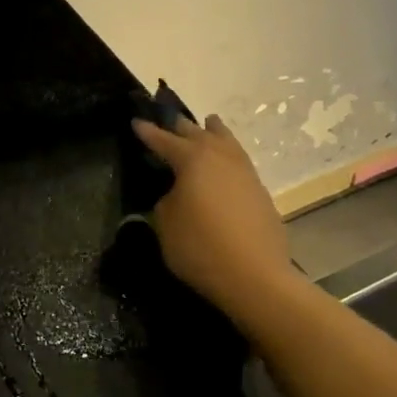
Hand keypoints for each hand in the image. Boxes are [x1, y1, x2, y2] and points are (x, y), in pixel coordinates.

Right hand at [133, 114, 294, 320]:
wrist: (255, 276)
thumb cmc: (201, 247)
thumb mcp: (165, 225)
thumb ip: (165, 202)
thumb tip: (175, 196)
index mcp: (193, 160)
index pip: (164, 140)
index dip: (148, 132)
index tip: (136, 121)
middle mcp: (220, 158)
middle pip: (198, 133)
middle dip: (180, 126)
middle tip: (168, 120)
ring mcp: (245, 173)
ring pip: (227, 142)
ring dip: (213, 132)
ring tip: (209, 123)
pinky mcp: (260, 191)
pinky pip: (239, 160)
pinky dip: (228, 153)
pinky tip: (225, 161)